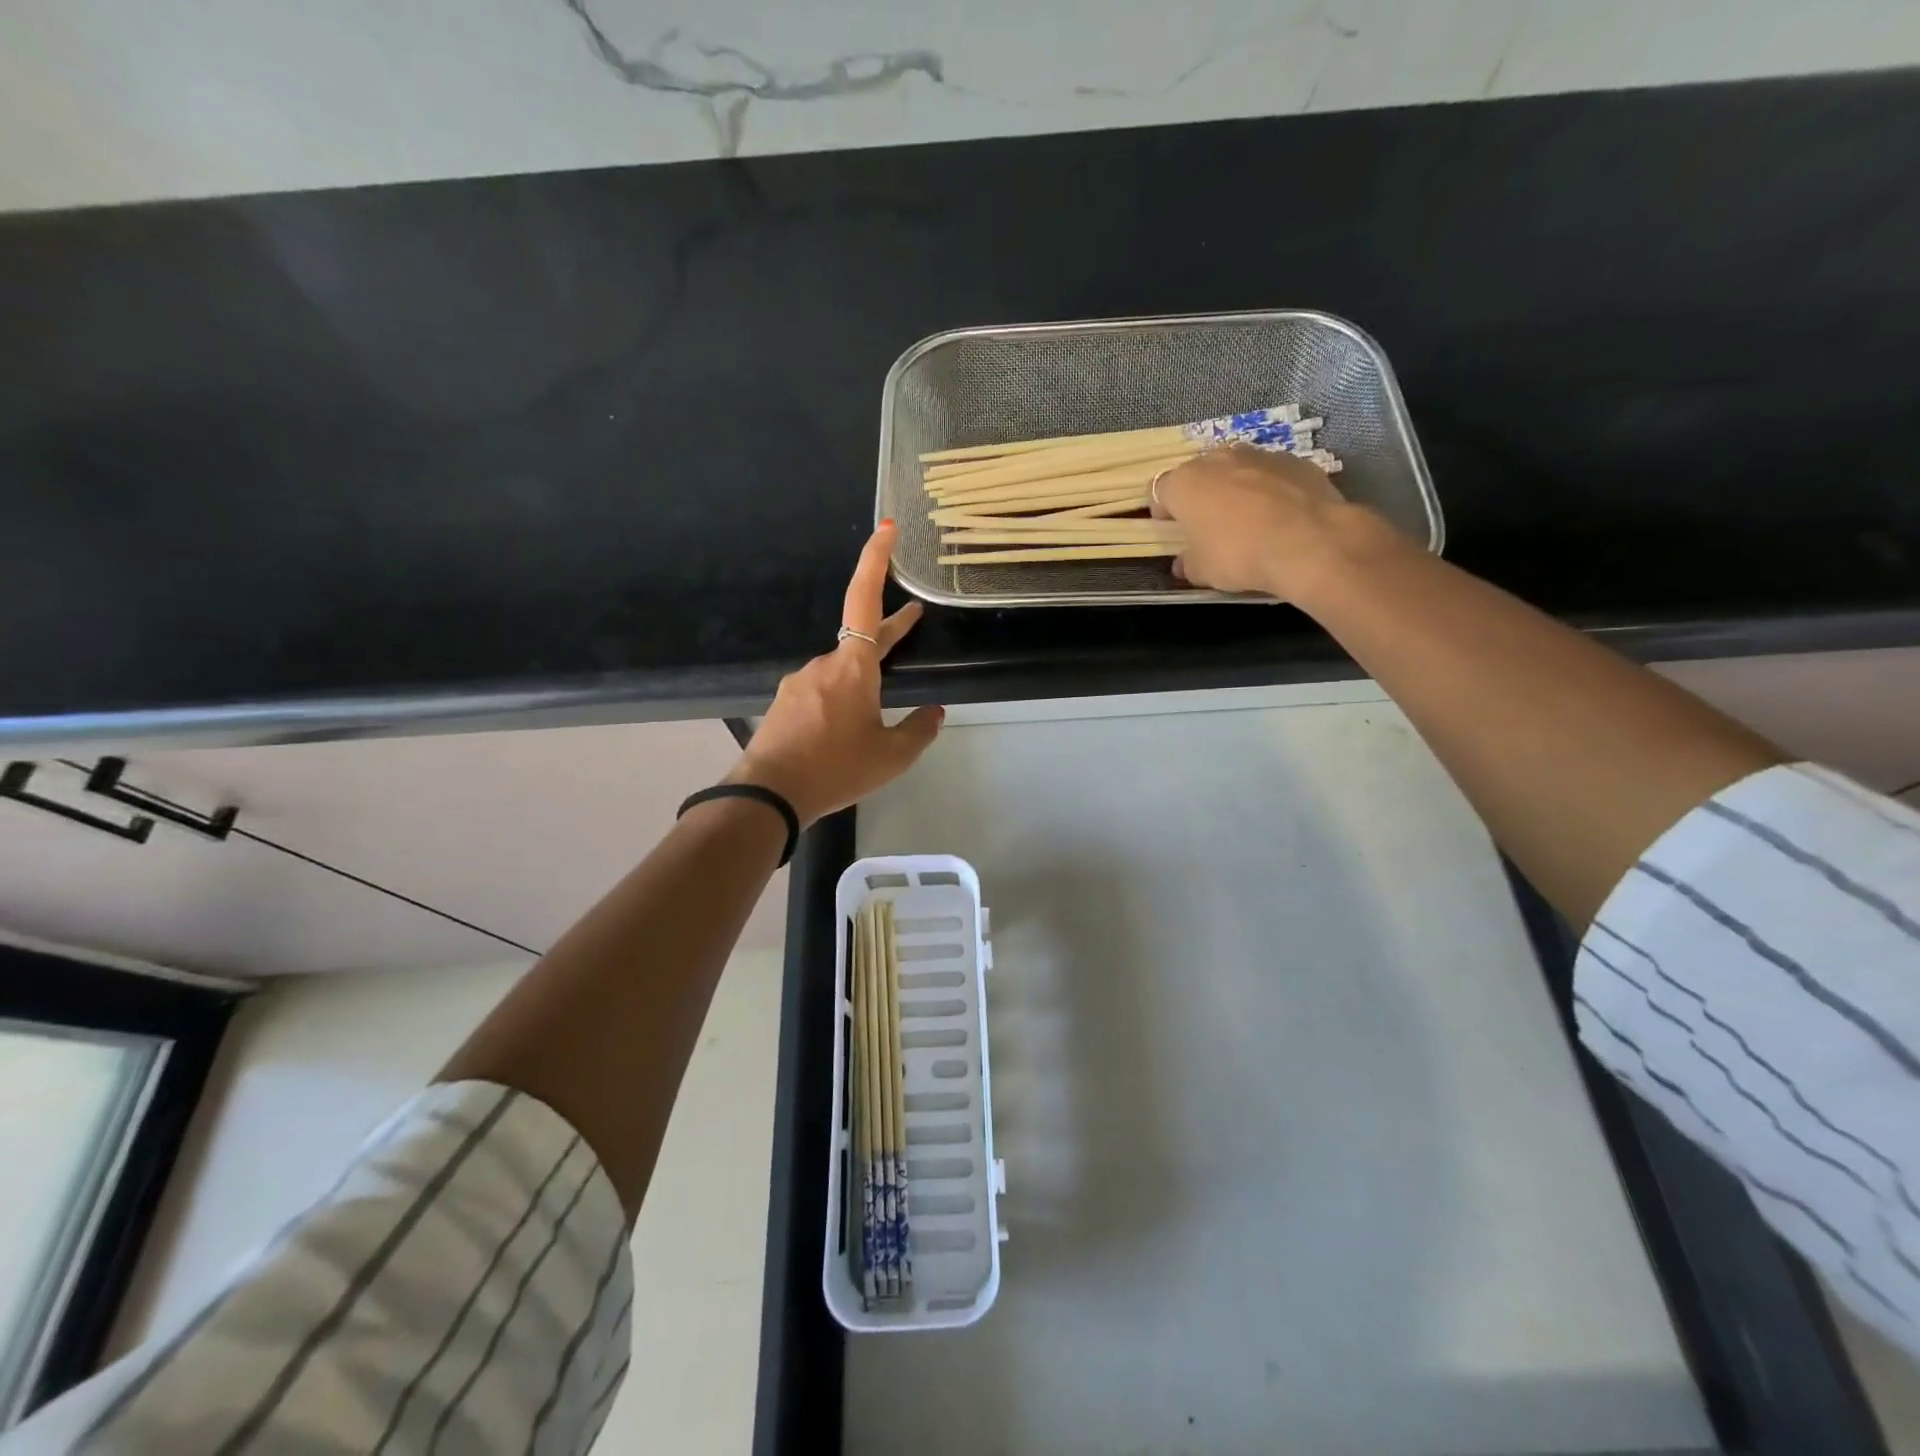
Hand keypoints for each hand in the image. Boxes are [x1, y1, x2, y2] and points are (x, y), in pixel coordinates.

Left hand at [727, 521, 943, 825]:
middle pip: (861, 638)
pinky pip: (821, 692)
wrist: (769, 795)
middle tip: (913, 619)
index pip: (865, 599)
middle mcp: (824, 664)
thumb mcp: (891, 757)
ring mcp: (800, 683)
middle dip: (888, 631)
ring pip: (841, 671)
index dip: (875, 561)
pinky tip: (844, 732)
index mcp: (854, 667)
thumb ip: (919, 730)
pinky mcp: (786, 704)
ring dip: (862, 679)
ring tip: (876, 714)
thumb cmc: (836, 769)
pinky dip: (840, 701)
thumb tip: (934, 712)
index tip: (886, 529)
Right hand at [1152, 445, 1399, 599]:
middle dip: (1200, 495)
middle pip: (1198, 473)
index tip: (1170, 528)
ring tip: (1247, 518)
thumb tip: (1184, 563)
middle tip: (1207, 523)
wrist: (1308, 541)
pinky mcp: (1295, 461)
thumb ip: (1188, 563)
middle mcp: (1217, 459)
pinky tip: (1279, 516)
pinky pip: (1271, 474)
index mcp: (1184, 483)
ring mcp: (1259, 455)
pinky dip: (1270, 489)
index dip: (1162, 509)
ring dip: (1235, 488)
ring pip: (1236, 469)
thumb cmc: (1239, 554)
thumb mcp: (1202, 571)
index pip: (1159, 490)